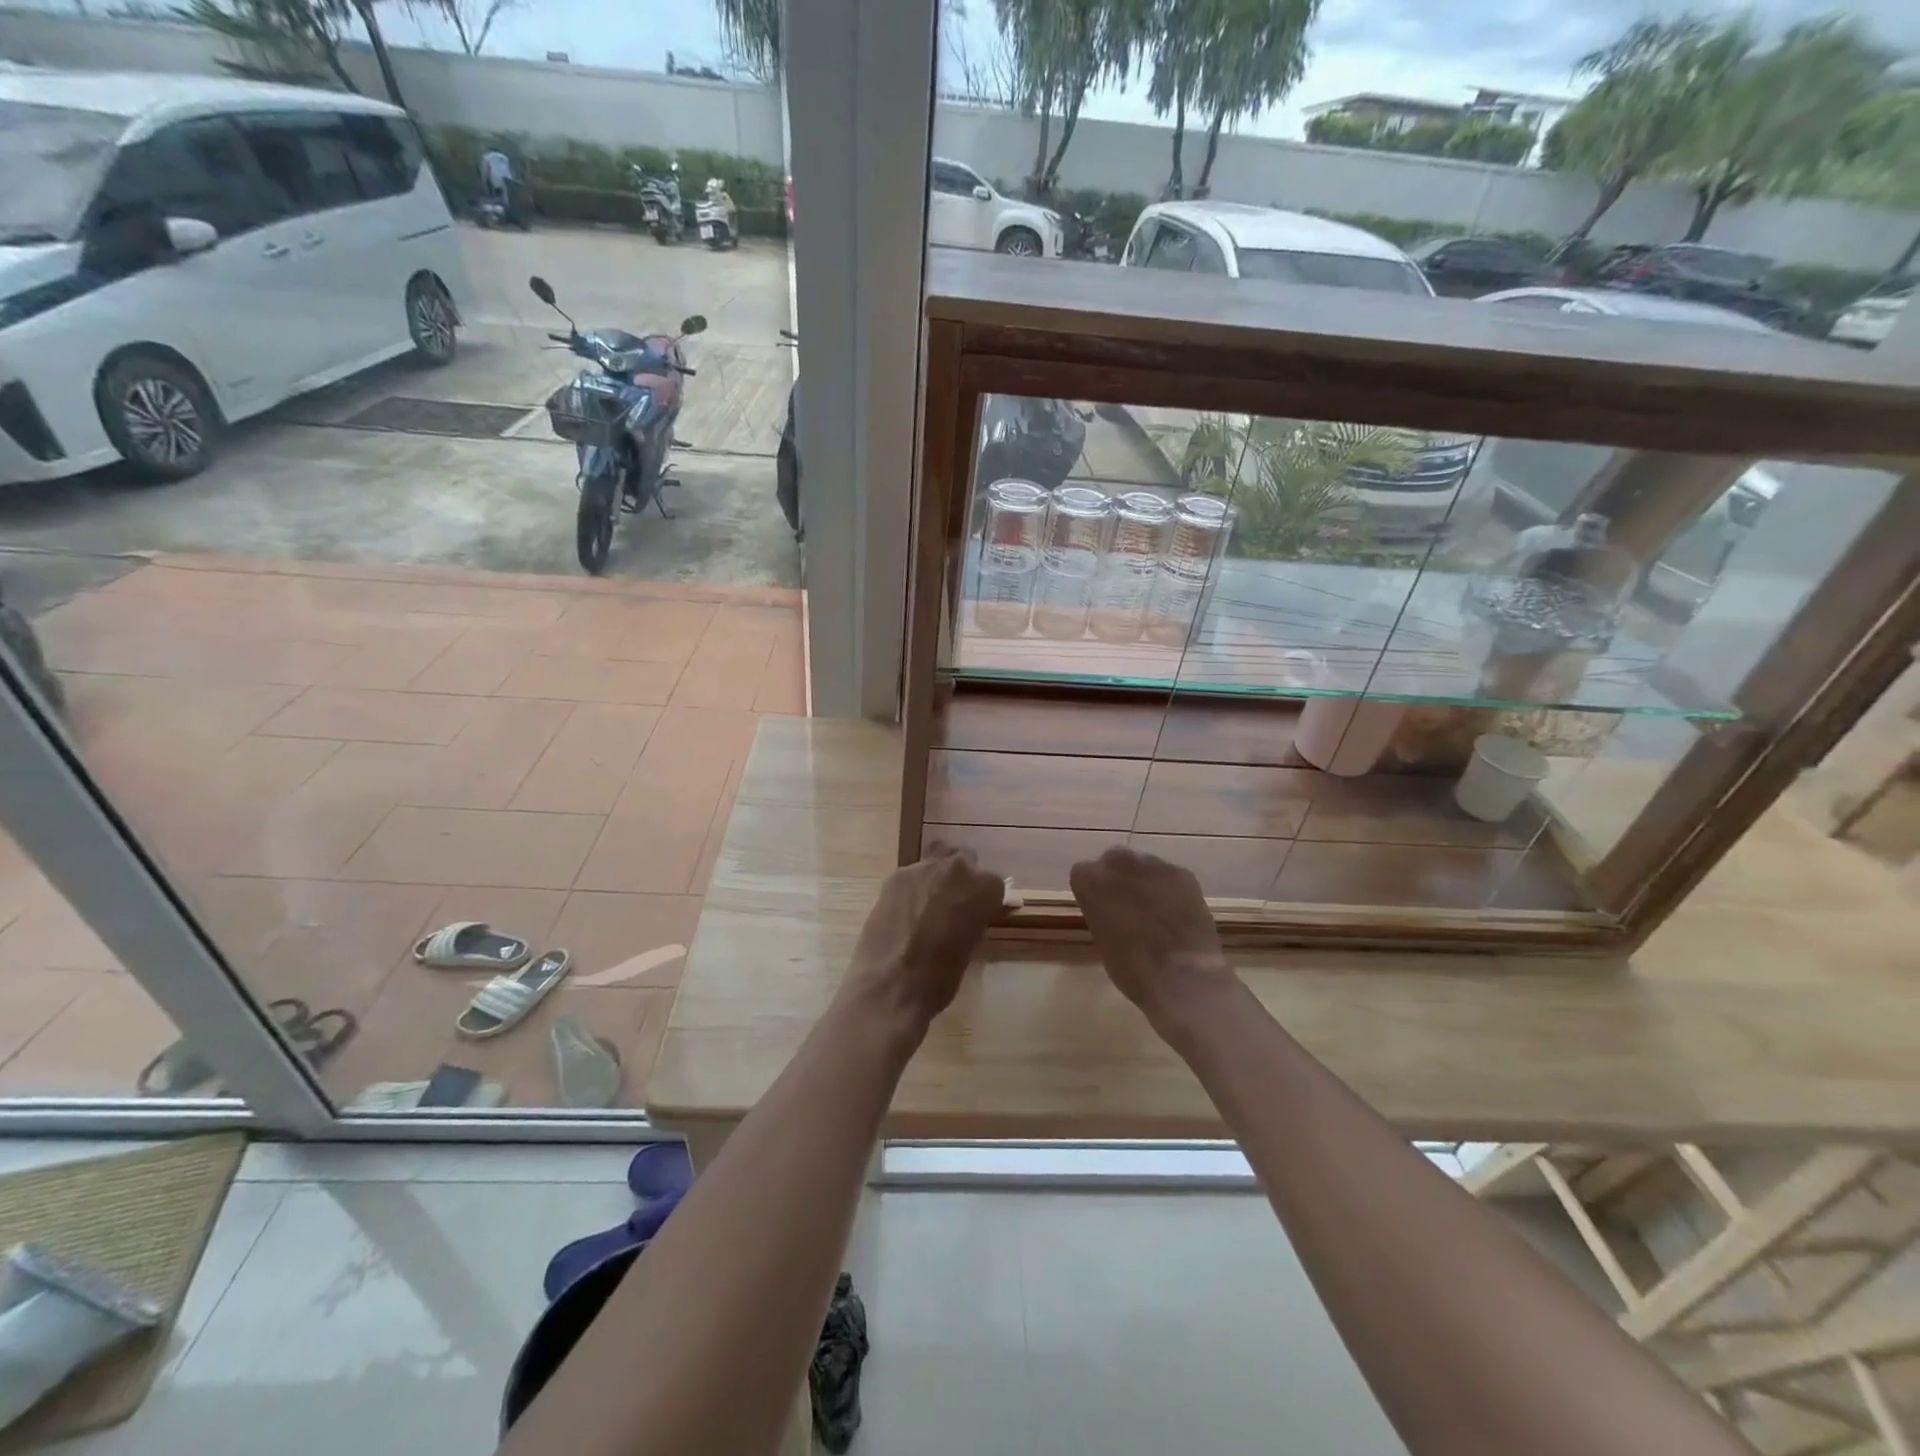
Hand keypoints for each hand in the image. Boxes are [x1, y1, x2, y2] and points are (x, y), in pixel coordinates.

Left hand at [841, 845, 1005, 1033]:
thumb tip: (972, 916)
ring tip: (928, 904)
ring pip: (936, 861)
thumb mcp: (970, 948)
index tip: (979, 915)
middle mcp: (955, 869)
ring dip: (937, 877)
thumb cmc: (940, 977)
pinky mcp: (895, 877)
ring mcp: (922, 869)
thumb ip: (974, 921)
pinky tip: (905, 911)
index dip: (985, 900)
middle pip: (965, 861)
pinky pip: (911, 875)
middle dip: (962, 879)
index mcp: (982, 888)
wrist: (891, 985)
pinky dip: (913, 887)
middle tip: (954, 906)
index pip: (993, 883)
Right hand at [1070, 847, 1234, 1032]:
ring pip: (1145, 864)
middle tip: (1129, 904)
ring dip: (1146, 880)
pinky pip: (1171, 876)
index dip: (1094, 891)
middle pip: (1115, 859)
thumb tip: (1111, 907)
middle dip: (1120, 876)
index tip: (1102, 908)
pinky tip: (1178, 913)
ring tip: (1158, 910)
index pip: (1084, 873)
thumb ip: (1100, 911)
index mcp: (1088, 880)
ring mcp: (1153, 864)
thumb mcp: (1101, 939)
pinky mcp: (1182, 873)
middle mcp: (1118, 862)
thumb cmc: (1130, 969)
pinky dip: (1172, 890)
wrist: (1180, 977)